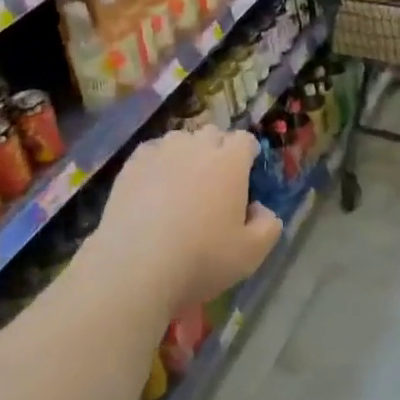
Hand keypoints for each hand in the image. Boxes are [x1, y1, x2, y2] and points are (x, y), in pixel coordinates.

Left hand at [85, 126, 282, 311]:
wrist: (135, 266)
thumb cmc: (201, 258)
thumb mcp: (252, 253)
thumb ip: (268, 225)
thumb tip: (260, 209)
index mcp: (230, 162)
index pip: (245, 140)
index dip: (248, 156)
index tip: (246, 177)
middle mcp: (195, 146)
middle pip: (212, 134)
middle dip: (218, 151)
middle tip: (215, 183)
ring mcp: (160, 152)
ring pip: (180, 140)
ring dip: (187, 154)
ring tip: (181, 184)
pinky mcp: (131, 165)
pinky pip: (151, 152)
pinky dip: (158, 163)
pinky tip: (153, 190)